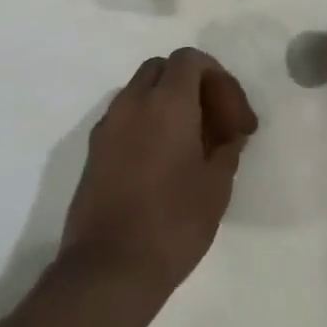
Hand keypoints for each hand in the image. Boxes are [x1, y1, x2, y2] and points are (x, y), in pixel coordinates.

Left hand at [59, 48, 257, 298]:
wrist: (110, 267)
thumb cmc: (173, 222)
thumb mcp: (216, 185)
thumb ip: (226, 148)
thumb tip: (228, 134)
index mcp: (166, 103)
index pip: (190, 60)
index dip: (218, 78)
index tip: (233, 116)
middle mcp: (131, 103)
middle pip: (162, 69)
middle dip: (191, 85)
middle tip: (214, 122)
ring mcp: (106, 126)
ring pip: (139, 92)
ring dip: (167, 104)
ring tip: (191, 144)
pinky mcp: (93, 152)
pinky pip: (124, 118)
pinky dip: (146, 123)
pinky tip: (163, 162)